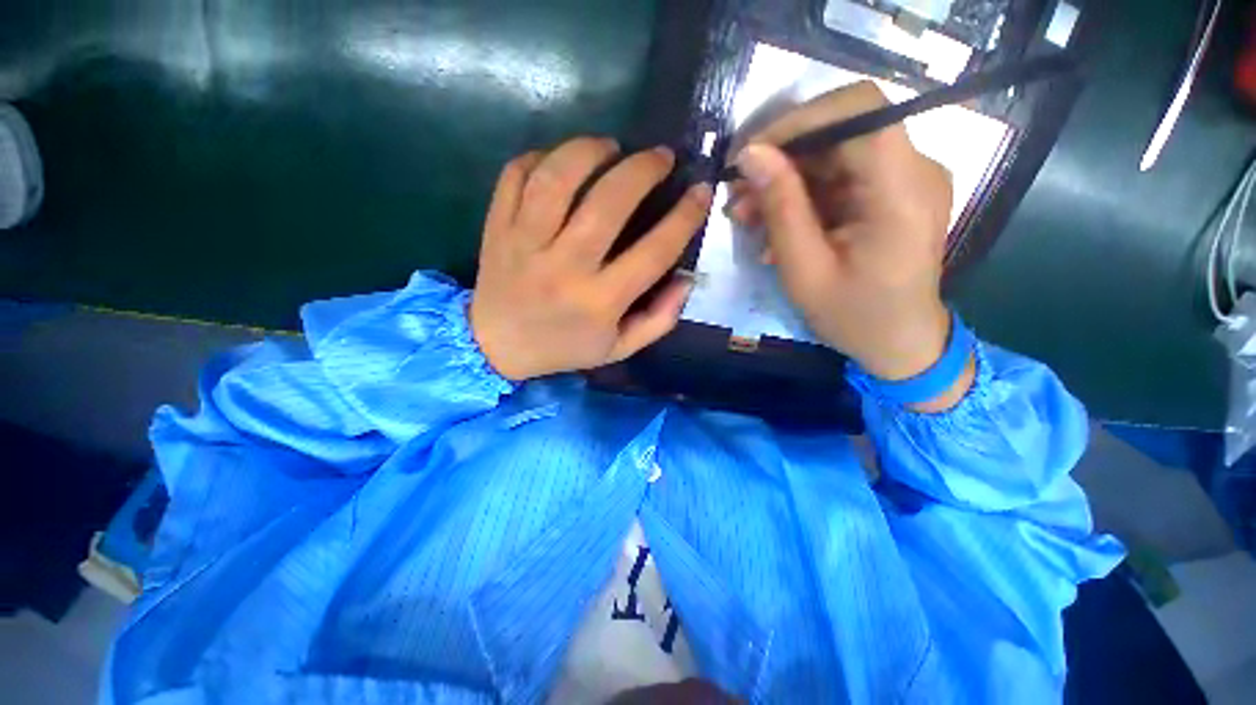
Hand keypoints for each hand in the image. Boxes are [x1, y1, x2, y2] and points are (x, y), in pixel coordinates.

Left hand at [471, 138, 713, 380]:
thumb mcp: (620, 348)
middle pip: (608, 202)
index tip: (701, 190)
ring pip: (558, 178)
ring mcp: (526, 243)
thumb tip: (686, 278)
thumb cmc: (564, 347)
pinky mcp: (497, 227)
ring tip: (610, 146)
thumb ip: (659, 319)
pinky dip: (541, 156)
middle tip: (660, 156)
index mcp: (600, 302)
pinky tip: (561, 160)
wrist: (497, 347)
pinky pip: (516, 175)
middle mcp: (565, 268)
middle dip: (643, 169)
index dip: (685, 216)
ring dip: (590, 150)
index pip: (654, 252)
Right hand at [731, 82, 971, 407]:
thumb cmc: (854, 317)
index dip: (800, 119)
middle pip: (842, 130)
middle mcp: (915, 170)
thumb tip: (751, 154)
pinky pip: (840, 177)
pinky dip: (802, 195)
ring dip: (785, 179)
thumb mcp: (805, 270)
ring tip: (746, 214)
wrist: (900, 344)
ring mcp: (905, 179)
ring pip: (835, 153)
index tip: (751, 154)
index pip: (860, 109)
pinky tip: (774, 226)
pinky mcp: (892, 193)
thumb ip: (781, 209)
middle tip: (737, 192)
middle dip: (781, 156)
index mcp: (902, 191)